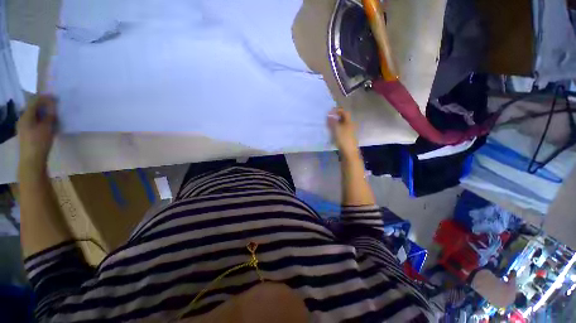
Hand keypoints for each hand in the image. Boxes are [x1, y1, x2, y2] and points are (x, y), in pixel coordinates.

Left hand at [17, 95, 57, 171]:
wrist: (32, 160)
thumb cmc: (39, 143)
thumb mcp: (47, 128)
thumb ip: (50, 116)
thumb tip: (52, 106)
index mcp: (26, 116)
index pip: (35, 101)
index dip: (45, 98)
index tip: (55, 97)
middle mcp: (22, 119)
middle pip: (32, 108)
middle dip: (43, 105)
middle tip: (53, 105)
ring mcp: (23, 127)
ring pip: (33, 115)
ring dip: (42, 113)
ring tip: (51, 114)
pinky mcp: (26, 133)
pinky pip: (33, 122)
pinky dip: (40, 119)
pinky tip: (46, 123)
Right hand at [327, 107, 358, 156]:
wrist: (348, 152)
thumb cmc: (343, 139)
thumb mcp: (337, 129)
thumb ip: (332, 121)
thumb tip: (329, 114)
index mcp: (349, 122)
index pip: (344, 112)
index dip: (337, 110)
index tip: (329, 112)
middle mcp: (349, 126)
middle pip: (343, 119)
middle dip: (335, 117)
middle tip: (327, 118)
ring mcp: (348, 132)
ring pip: (341, 125)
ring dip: (335, 124)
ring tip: (327, 125)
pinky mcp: (346, 138)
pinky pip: (340, 131)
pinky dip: (335, 130)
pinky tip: (331, 133)